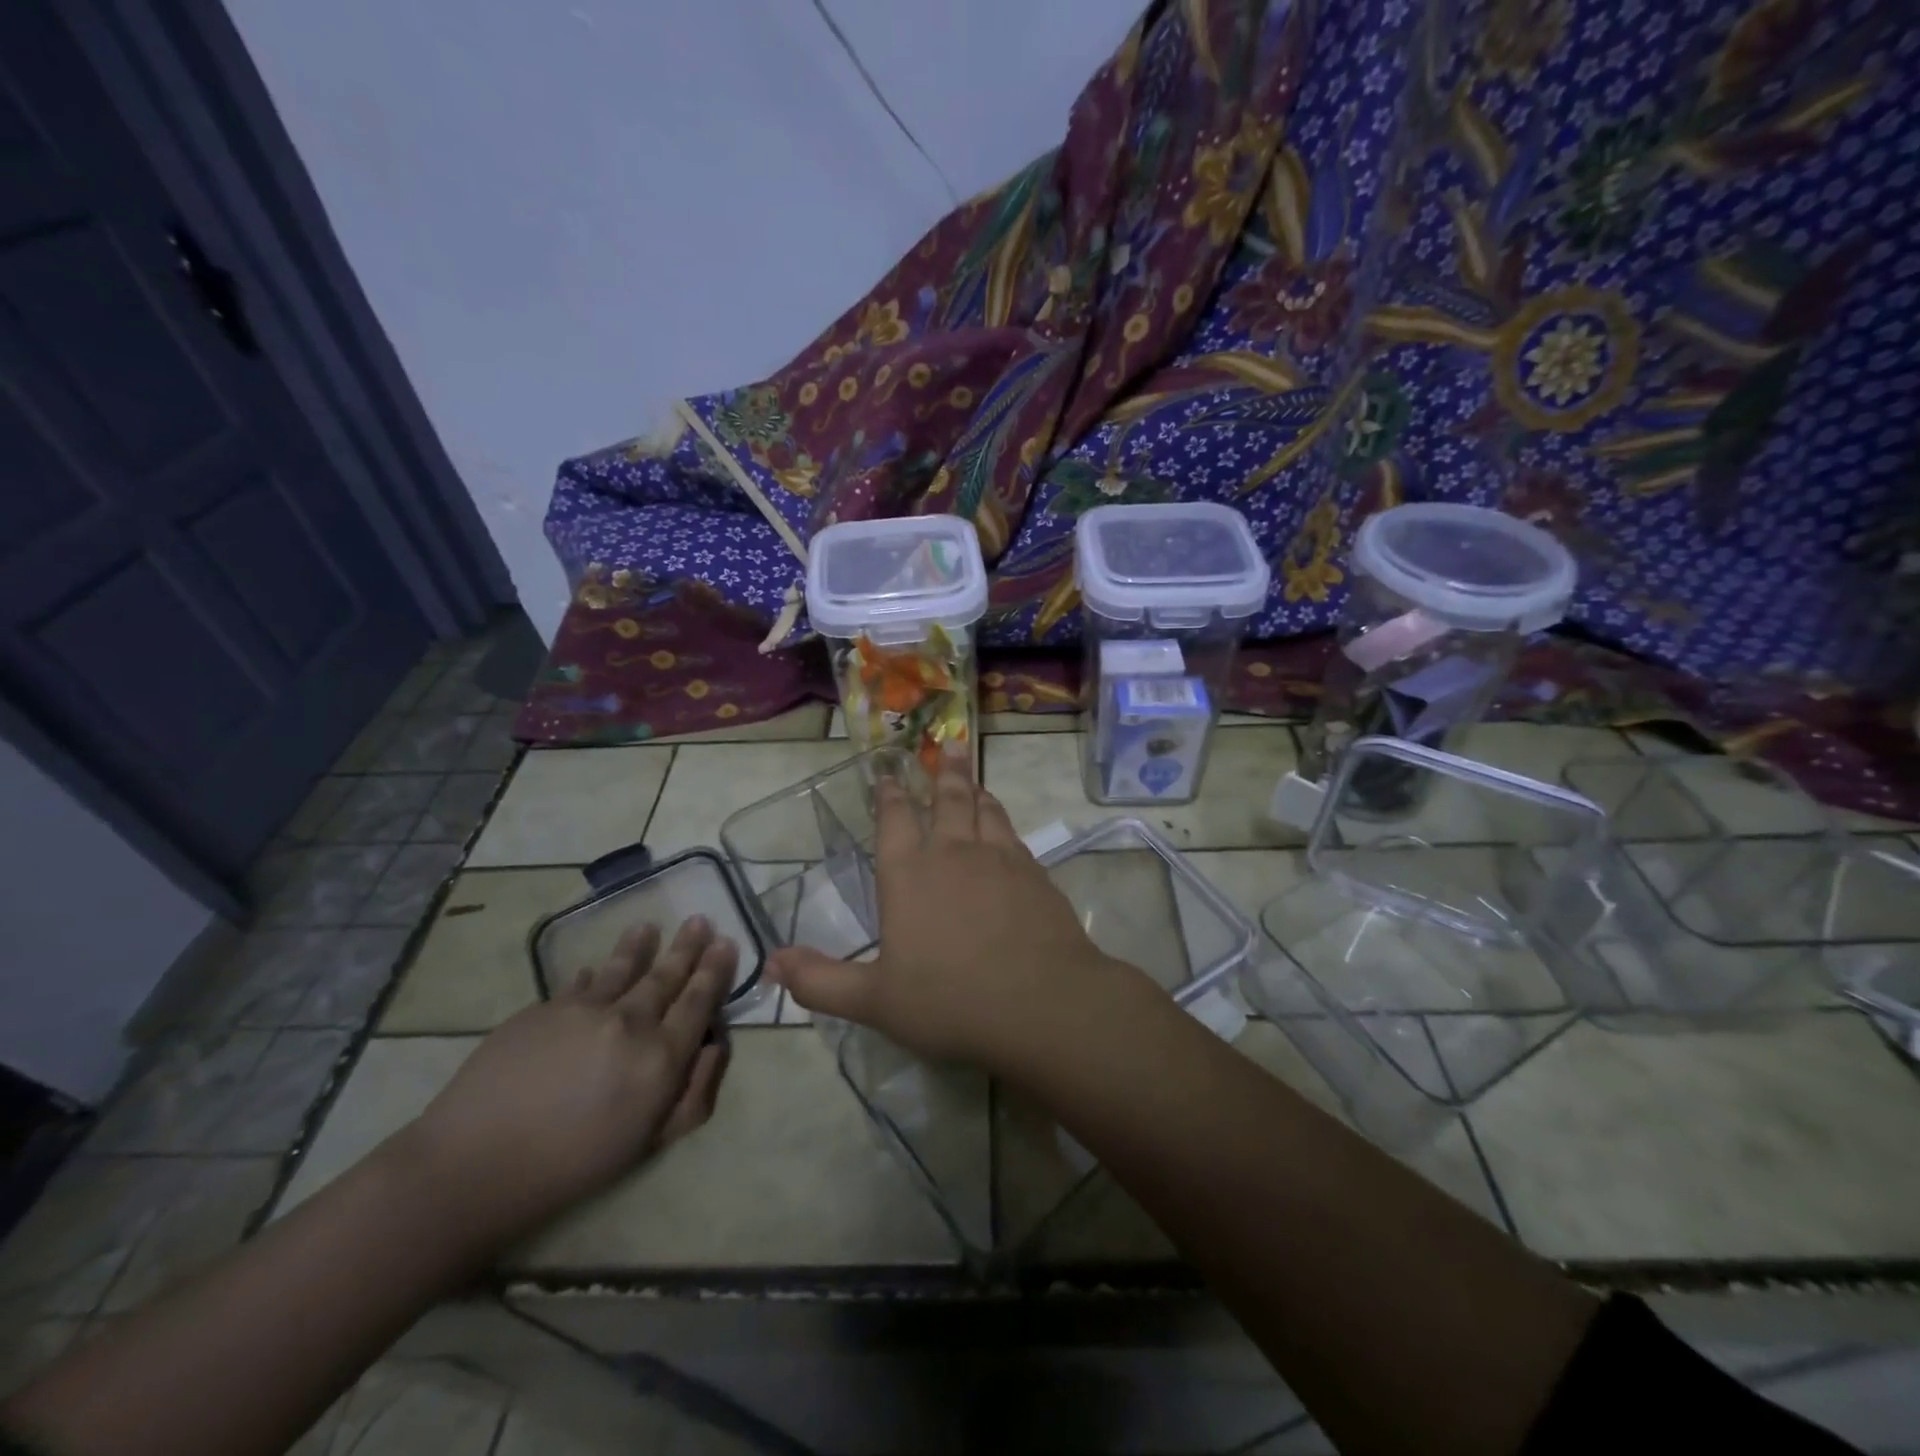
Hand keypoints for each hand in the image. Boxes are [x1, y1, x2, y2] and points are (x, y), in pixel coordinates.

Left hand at [398, 916, 734, 1248]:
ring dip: (640, 945)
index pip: (699, 1002)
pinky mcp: (543, 1008)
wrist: (474, 1166)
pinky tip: (596, 969)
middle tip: (700, 921)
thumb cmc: (574, 1165)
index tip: (726, 943)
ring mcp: (584, 1009)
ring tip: (648, 927)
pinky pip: (580, 983)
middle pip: (666, 975)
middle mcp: (629, 1021)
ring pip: (623, 967)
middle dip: (688, 947)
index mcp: (661, 1057)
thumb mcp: (650, 1144)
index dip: (715, 971)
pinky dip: (595, 974)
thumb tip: (715, 1047)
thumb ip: (694, 1094)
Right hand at [768, 745, 1141, 1072]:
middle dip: (944, 771)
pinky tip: (1003, 827)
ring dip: (975, 789)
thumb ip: (821, 981)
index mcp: (909, 874)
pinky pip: (1013, 834)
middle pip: (947, 799)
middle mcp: (953, 853)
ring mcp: (999, 859)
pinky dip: (1002, 820)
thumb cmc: (950, 1002)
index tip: (888, 774)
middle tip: (948, 744)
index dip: (889, 794)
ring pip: (985, 810)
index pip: (894, 819)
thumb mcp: (875, 1001)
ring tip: (972, 776)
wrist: (1041, 1005)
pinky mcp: (1035, 874)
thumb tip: (772, 963)